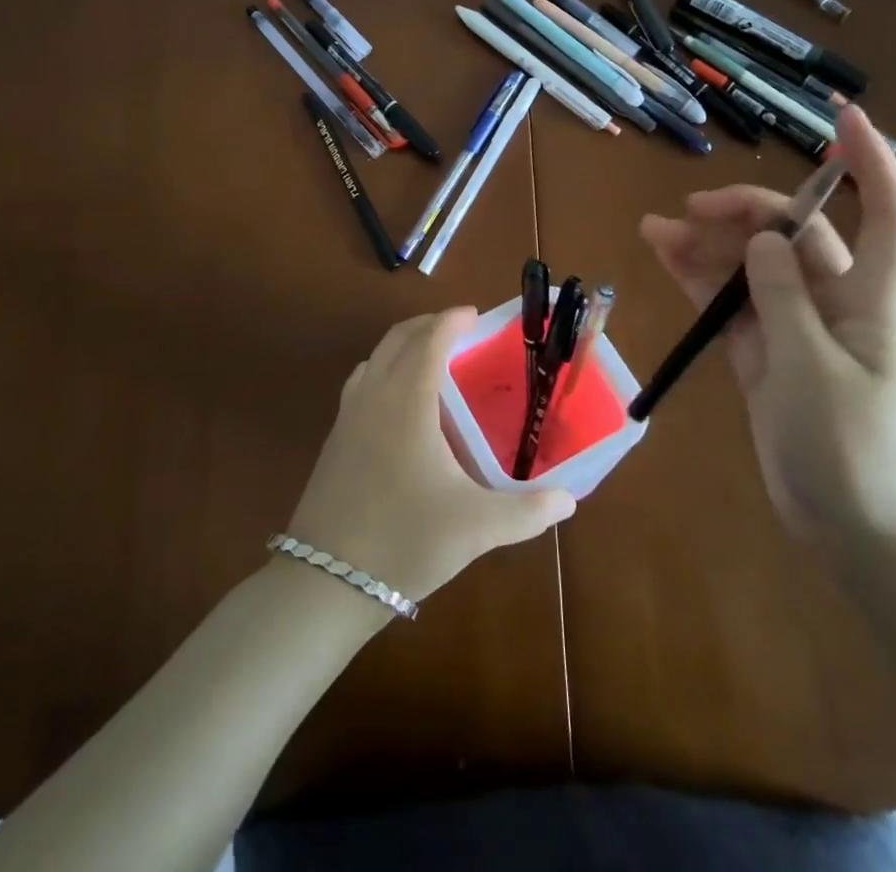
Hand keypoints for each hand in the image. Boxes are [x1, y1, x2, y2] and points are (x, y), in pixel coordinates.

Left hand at [286, 310, 575, 602]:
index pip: (429, 340)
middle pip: (397, 339)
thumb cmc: (406, 540)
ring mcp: (347, 415)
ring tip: (430, 359)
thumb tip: (569, 500)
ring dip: (402, 345)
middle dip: (427, 324)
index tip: (474, 314)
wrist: (326, 581)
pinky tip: (399, 404)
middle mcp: (374, 395)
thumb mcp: (476, 527)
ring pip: (374, 358)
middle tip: (458, 329)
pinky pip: (361, 383)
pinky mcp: (335, 438)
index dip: (452, 321)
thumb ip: (527, 511)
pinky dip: (383, 370)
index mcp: (407, 401)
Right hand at [640, 105, 895, 549]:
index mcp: (871, 298)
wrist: (855, 532)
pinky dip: (701, 281)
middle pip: (795, 233)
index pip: (888, 213)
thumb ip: (783, 297)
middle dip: (746, 211)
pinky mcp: (767, 353)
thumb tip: (763, 238)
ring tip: (653, 230)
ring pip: (753, 266)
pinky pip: (732, 303)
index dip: (872, 162)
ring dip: (708, 246)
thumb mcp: (811, 368)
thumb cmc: (850, 449)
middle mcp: (836, 301)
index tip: (844, 118)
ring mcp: (797, 327)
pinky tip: (666, 259)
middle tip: (690, 210)